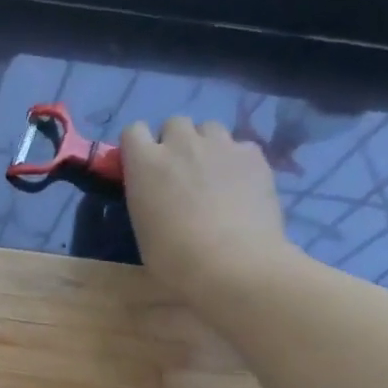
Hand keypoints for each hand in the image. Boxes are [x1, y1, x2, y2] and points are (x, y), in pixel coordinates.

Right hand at [121, 117, 295, 304]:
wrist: (231, 264)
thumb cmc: (173, 258)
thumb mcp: (142, 227)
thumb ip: (145, 197)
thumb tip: (155, 195)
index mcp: (144, 163)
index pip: (133, 131)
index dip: (138, 147)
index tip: (142, 167)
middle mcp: (180, 144)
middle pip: (174, 123)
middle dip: (175, 142)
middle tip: (180, 172)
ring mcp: (220, 146)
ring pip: (210, 128)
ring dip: (206, 145)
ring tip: (212, 174)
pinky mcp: (253, 155)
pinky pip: (240, 146)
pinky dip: (237, 159)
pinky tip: (241, 185)